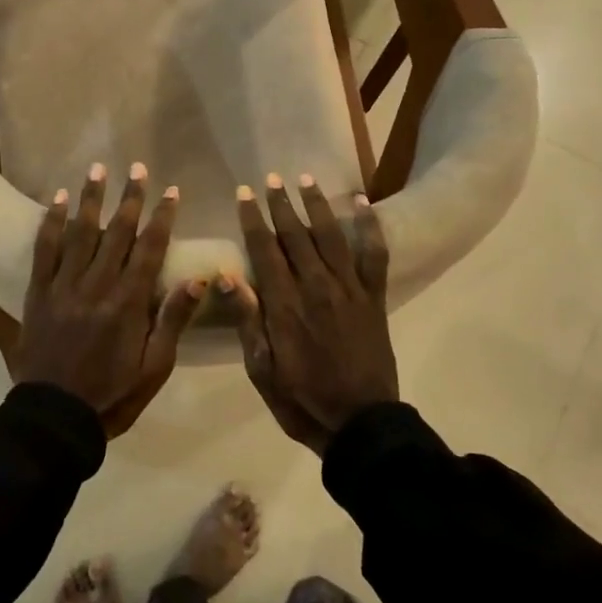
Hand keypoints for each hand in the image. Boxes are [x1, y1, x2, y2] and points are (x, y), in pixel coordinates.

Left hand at [14, 162, 205, 437]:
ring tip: (98, 170)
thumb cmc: (112, 395)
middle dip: (130, 198)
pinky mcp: (38, 293)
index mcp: (128, 304)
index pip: (150, 250)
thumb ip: (173, 320)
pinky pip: (44, 251)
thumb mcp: (155, 367)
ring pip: (80, 233)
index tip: (172, 191)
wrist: (54, 417)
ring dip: (91, 199)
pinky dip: (52, 223)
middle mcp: (96, 286)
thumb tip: (200, 279)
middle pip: (117, 233)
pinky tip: (58, 201)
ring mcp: (63, 287)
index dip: (162, 218)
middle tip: (138, 168)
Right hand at [229, 173, 396, 455]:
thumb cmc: (302, 400)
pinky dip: (370, 227)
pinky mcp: (373, 298)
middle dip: (281, 205)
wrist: (360, 423)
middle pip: (296, 236)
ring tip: (306, 179)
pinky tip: (363, 204)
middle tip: (270, 180)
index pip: (264, 250)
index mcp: (284, 305)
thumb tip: (227, 276)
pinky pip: (374, 255)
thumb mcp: (262, 370)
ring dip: (317, 205)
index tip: (244, 194)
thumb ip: (248, 320)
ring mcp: (349, 290)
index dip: (253, 219)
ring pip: (330, 237)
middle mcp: (316, 287)